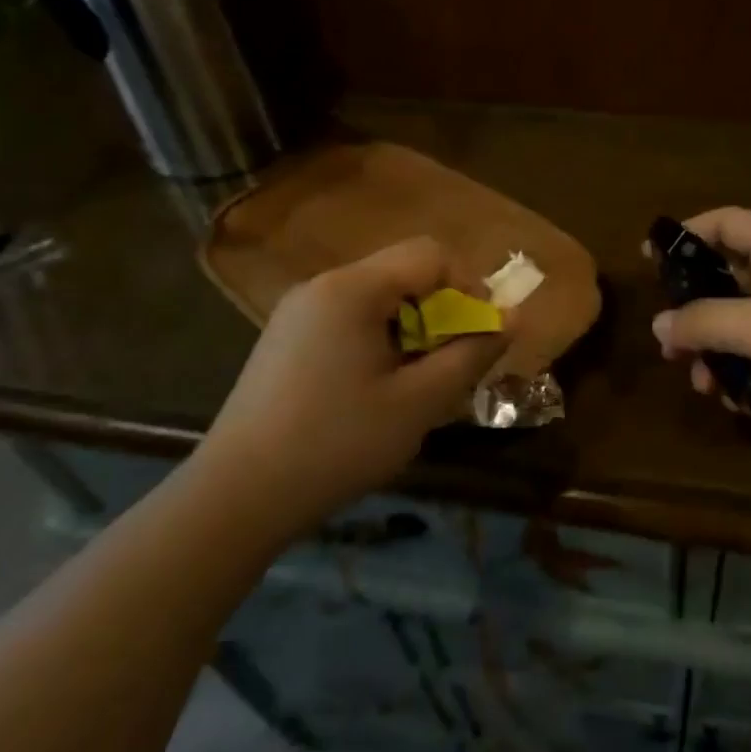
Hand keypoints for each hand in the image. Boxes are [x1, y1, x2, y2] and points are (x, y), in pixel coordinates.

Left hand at [201, 238, 508, 519]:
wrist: (237, 496)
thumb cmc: (337, 444)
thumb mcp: (419, 402)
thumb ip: (471, 354)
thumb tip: (513, 319)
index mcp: (352, 289)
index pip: (431, 254)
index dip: (470, 285)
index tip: (481, 334)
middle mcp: (322, 286)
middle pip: (403, 274)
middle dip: (442, 311)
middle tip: (452, 366)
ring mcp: (297, 312)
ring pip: (378, 300)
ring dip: (413, 330)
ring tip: (417, 385)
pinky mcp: (285, 340)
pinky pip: (349, 321)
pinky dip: (380, 342)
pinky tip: (376, 392)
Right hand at [649, 207, 750, 467]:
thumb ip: (705, 321)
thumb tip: (660, 323)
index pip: (730, 223)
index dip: (690, 232)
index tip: (651, 256)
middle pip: (730, 279)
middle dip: (695, 309)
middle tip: (668, 339)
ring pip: (743, 326)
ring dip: (715, 351)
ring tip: (700, 382)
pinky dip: (743, 374)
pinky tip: (735, 403)